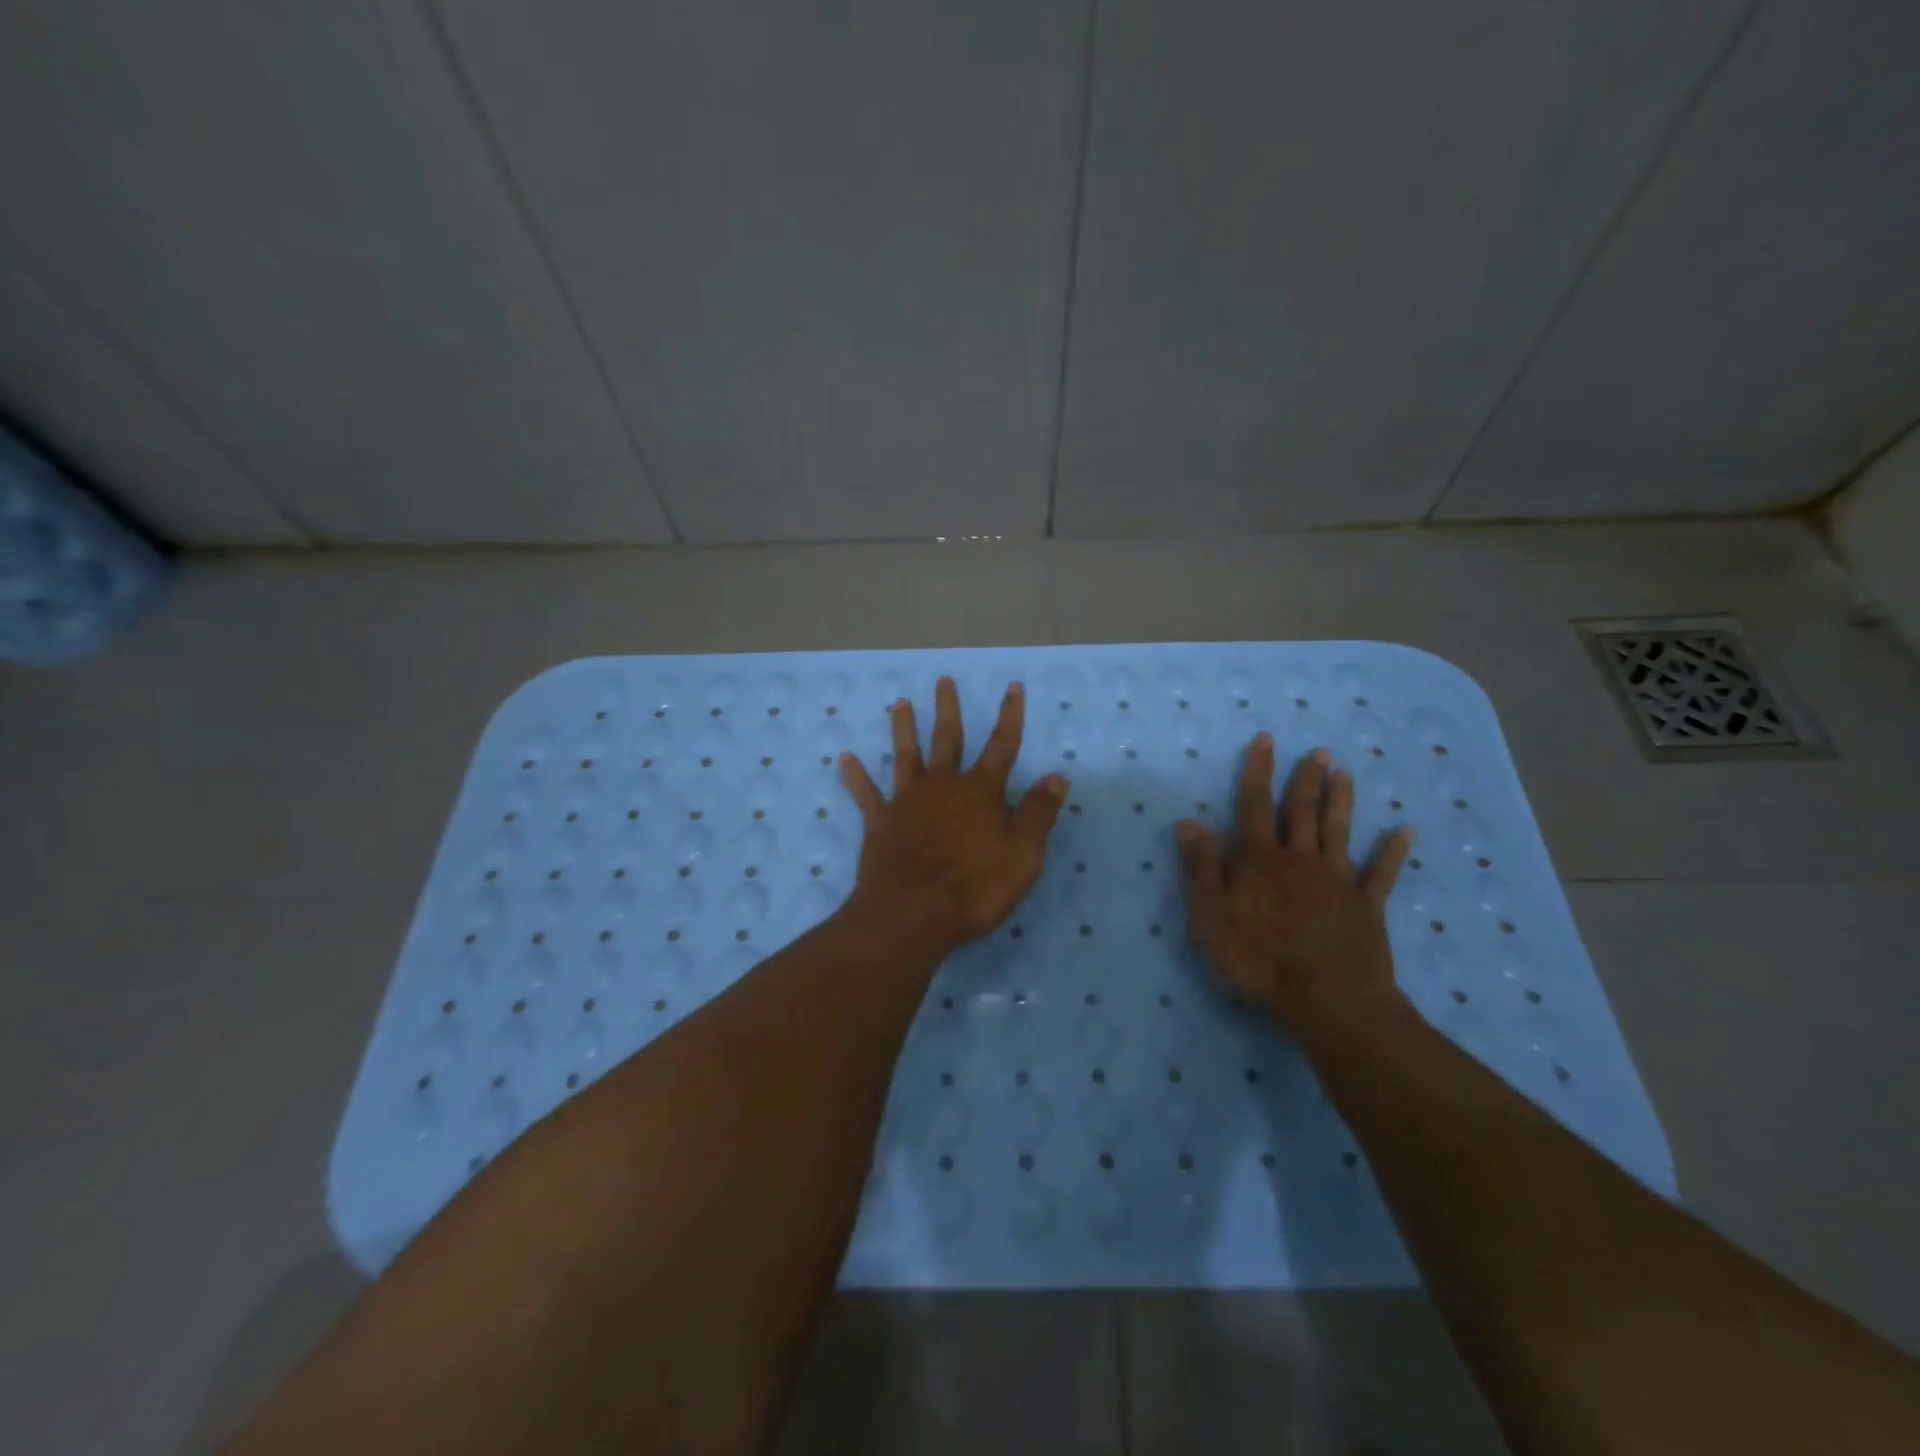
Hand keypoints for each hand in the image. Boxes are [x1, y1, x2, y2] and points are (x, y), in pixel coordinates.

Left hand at [839, 677, 1068, 947]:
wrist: (913, 913)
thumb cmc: (975, 886)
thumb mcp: (1023, 853)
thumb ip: (1038, 813)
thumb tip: (1057, 777)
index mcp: (980, 792)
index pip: (1001, 746)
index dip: (1010, 716)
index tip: (1013, 687)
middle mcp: (942, 786)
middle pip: (947, 740)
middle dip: (948, 710)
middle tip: (943, 680)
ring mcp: (907, 802)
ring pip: (906, 756)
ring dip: (903, 729)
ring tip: (899, 703)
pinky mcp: (880, 823)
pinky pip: (866, 794)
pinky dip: (856, 776)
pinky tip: (845, 758)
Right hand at [1175, 734, 1413, 1030]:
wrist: (1328, 999)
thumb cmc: (1260, 958)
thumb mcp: (1211, 915)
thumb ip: (1201, 867)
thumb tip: (1188, 822)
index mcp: (1261, 860)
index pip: (1254, 806)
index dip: (1258, 772)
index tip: (1266, 740)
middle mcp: (1300, 859)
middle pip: (1301, 811)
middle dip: (1306, 780)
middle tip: (1318, 752)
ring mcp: (1338, 881)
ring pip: (1338, 831)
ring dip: (1341, 801)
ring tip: (1345, 774)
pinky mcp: (1366, 906)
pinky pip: (1381, 873)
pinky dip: (1392, 851)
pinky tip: (1404, 831)